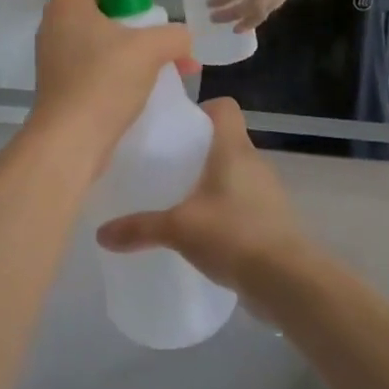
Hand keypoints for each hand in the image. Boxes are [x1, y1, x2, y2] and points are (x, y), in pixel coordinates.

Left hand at [30, 0, 192, 156]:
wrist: (70, 141)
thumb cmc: (105, 82)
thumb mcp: (151, 49)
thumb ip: (175, 34)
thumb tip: (183, 38)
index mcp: (69, 2)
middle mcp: (57, 22)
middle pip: (101, 0)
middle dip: (137, 10)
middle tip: (163, 22)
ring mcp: (56, 54)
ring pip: (102, 34)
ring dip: (135, 41)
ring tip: (168, 57)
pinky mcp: (63, 81)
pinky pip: (96, 60)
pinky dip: (122, 63)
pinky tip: (150, 79)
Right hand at [95, 100, 309, 294]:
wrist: (286, 280)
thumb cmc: (232, 235)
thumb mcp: (178, 229)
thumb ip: (139, 228)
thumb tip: (101, 234)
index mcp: (233, 149)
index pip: (225, 107)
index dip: (202, 109)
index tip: (176, 128)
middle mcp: (254, 161)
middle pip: (226, 139)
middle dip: (198, 149)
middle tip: (166, 165)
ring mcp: (267, 190)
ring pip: (235, 171)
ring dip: (213, 180)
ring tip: (181, 198)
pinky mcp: (272, 218)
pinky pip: (244, 200)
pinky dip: (226, 207)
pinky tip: (204, 229)